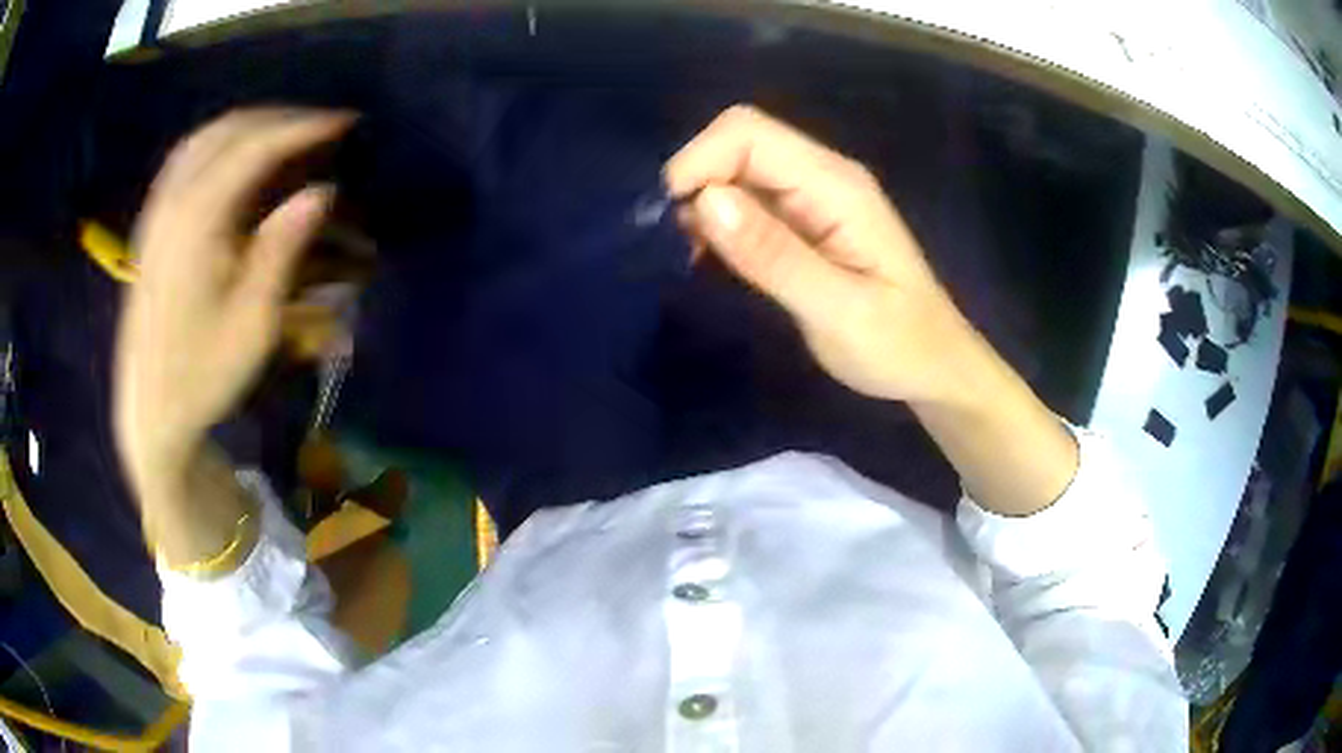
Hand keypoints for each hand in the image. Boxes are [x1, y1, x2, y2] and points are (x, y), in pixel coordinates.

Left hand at [115, 109, 352, 491]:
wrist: (150, 409)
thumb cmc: (203, 374)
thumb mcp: (253, 324)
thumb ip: (282, 250)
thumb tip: (321, 191)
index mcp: (196, 223)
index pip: (254, 148)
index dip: (303, 128)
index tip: (346, 122)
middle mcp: (172, 202)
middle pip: (230, 130)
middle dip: (281, 118)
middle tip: (323, 127)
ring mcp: (157, 210)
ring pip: (205, 136)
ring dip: (250, 124)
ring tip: (286, 134)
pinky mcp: (151, 223)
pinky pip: (186, 157)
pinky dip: (219, 142)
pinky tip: (236, 155)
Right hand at [665, 105, 990, 405]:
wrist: (936, 368)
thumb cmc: (898, 346)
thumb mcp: (839, 311)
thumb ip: (774, 255)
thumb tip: (706, 200)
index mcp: (835, 185)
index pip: (748, 133)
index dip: (699, 162)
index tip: (675, 222)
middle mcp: (822, 176)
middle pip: (739, 141)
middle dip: (696, 180)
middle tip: (681, 245)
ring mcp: (813, 196)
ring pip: (737, 169)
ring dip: (703, 203)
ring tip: (694, 257)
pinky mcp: (804, 220)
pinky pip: (747, 199)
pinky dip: (718, 221)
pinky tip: (714, 259)